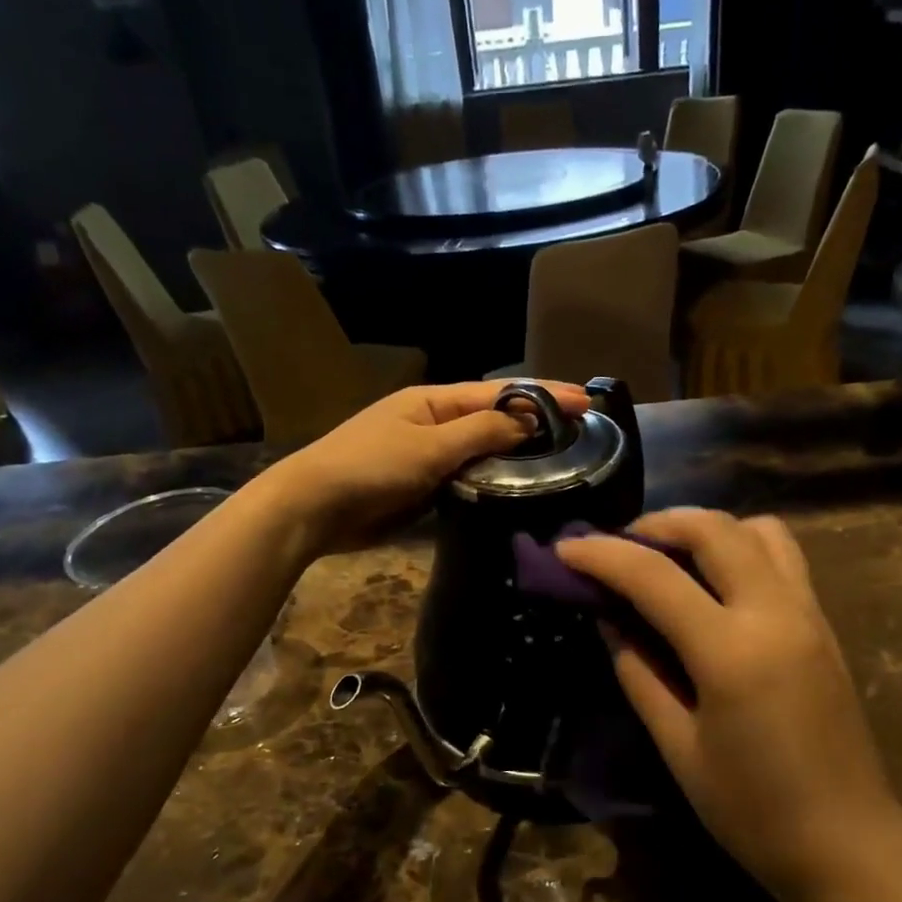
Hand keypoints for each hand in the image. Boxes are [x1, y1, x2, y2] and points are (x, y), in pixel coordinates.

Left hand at [255, 381, 589, 552]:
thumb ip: (480, 432)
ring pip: (484, 450)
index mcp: (434, 401)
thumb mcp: (429, 446)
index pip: (500, 393)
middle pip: (495, 418)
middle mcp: (435, 422)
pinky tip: (519, 489)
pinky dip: (493, 479)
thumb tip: (527, 421)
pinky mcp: (424, 487)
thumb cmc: (369, 466)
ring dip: (518, 453)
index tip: (587, 400)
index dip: (544, 395)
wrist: (314, 508)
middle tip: (582, 431)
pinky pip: (467, 477)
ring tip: (562, 460)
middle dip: (536, 421)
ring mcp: (429, 455)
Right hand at [556, 509, 901, 901]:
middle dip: (656, 523)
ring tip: (670, 557)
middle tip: (619, 546)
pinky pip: (782, 556)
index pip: (654, 576)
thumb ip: (639, 673)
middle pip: (713, 529)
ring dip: (706, 529)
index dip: (601, 555)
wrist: (849, 844)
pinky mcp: (824, 624)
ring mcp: (808, 613)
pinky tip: (714, 583)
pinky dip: (740, 547)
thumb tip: (609, 619)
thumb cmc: (752, 811)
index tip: (563, 549)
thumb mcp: (678, 747)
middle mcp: (775, 613)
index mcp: (731, 651)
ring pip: (757, 530)